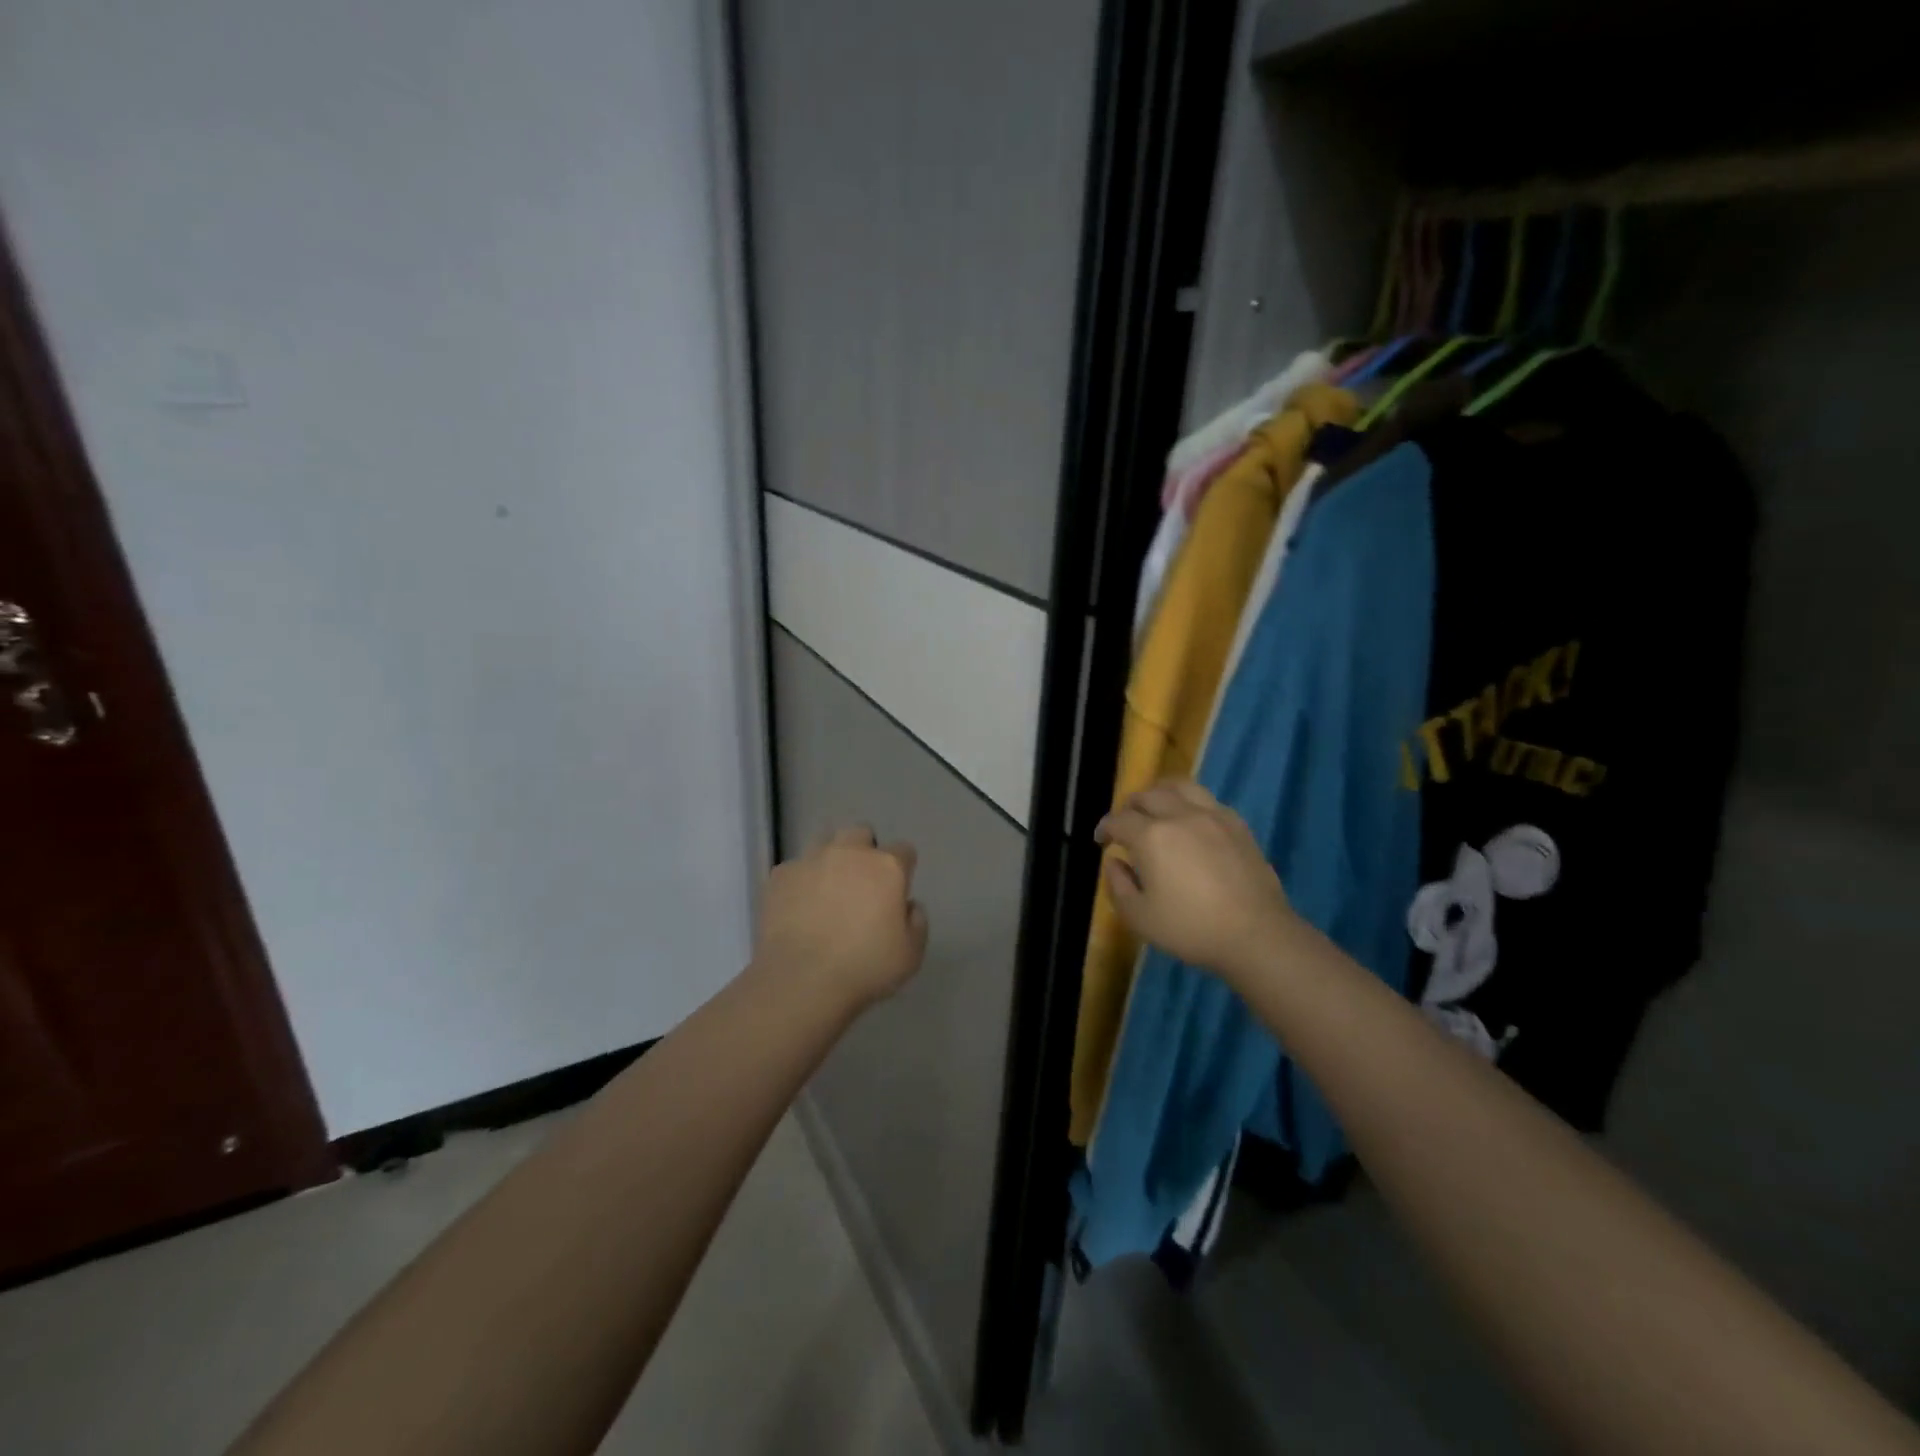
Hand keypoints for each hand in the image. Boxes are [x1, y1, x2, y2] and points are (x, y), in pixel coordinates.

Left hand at [755, 825, 928, 1011]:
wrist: (802, 979)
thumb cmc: (865, 967)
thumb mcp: (911, 954)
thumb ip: (917, 922)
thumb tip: (908, 905)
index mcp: (886, 867)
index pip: (903, 850)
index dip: (902, 869)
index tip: (896, 891)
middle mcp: (849, 852)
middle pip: (861, 833)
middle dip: (864, 851)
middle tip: (861, 884)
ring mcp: (811, 860)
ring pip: (824, 842)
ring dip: (830, 859)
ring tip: (826, 890)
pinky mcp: (780, 875)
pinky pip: (795, 868)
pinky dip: (800, 881)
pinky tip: (798, 907)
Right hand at [1095, 780, 1299, 987]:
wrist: (1256, 934)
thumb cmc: (1190, 928)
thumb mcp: (1139, 917)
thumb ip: (1118, 885)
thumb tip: (1114, 861)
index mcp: (1151, 836)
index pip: (1118, 820)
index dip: (1105, 828)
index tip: (1101, 841)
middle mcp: (1179, 816)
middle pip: (1148, 795)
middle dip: (1130, 806)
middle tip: (1126, 824)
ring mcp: (1212, 816)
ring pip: (1180, 787)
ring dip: (1161, 793)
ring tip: (1157, 809)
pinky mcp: (1237, 825)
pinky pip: (1207, 800)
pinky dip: (1190, 803)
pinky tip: (1191, 821)